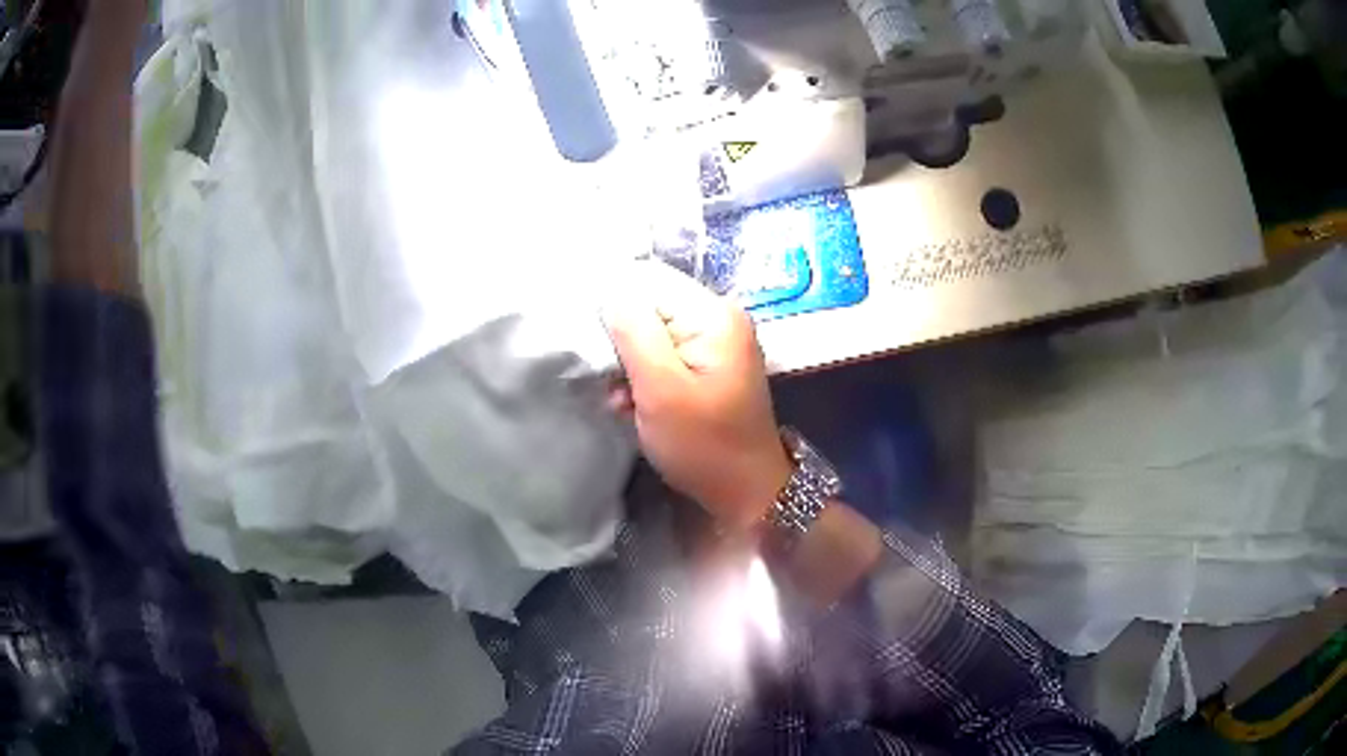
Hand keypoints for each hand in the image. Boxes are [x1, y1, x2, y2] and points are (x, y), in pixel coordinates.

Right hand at [604, 262, 792, 530]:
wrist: (745, 492)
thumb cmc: (704, 444)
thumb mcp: (661, 389)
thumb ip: (633, 333)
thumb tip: (610, 291)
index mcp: (713, 314)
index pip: (648, 281)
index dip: (615, 307)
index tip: (596, 346)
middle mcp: (717, 318)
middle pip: (650, 307)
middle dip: (623, 344)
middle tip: (613, 384)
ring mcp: (715, 343)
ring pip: (651, 335)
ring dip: (630, 367)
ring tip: (623, 401)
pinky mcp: (707, 367)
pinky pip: (664, 357)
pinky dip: (645, 379)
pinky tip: (635, 407)